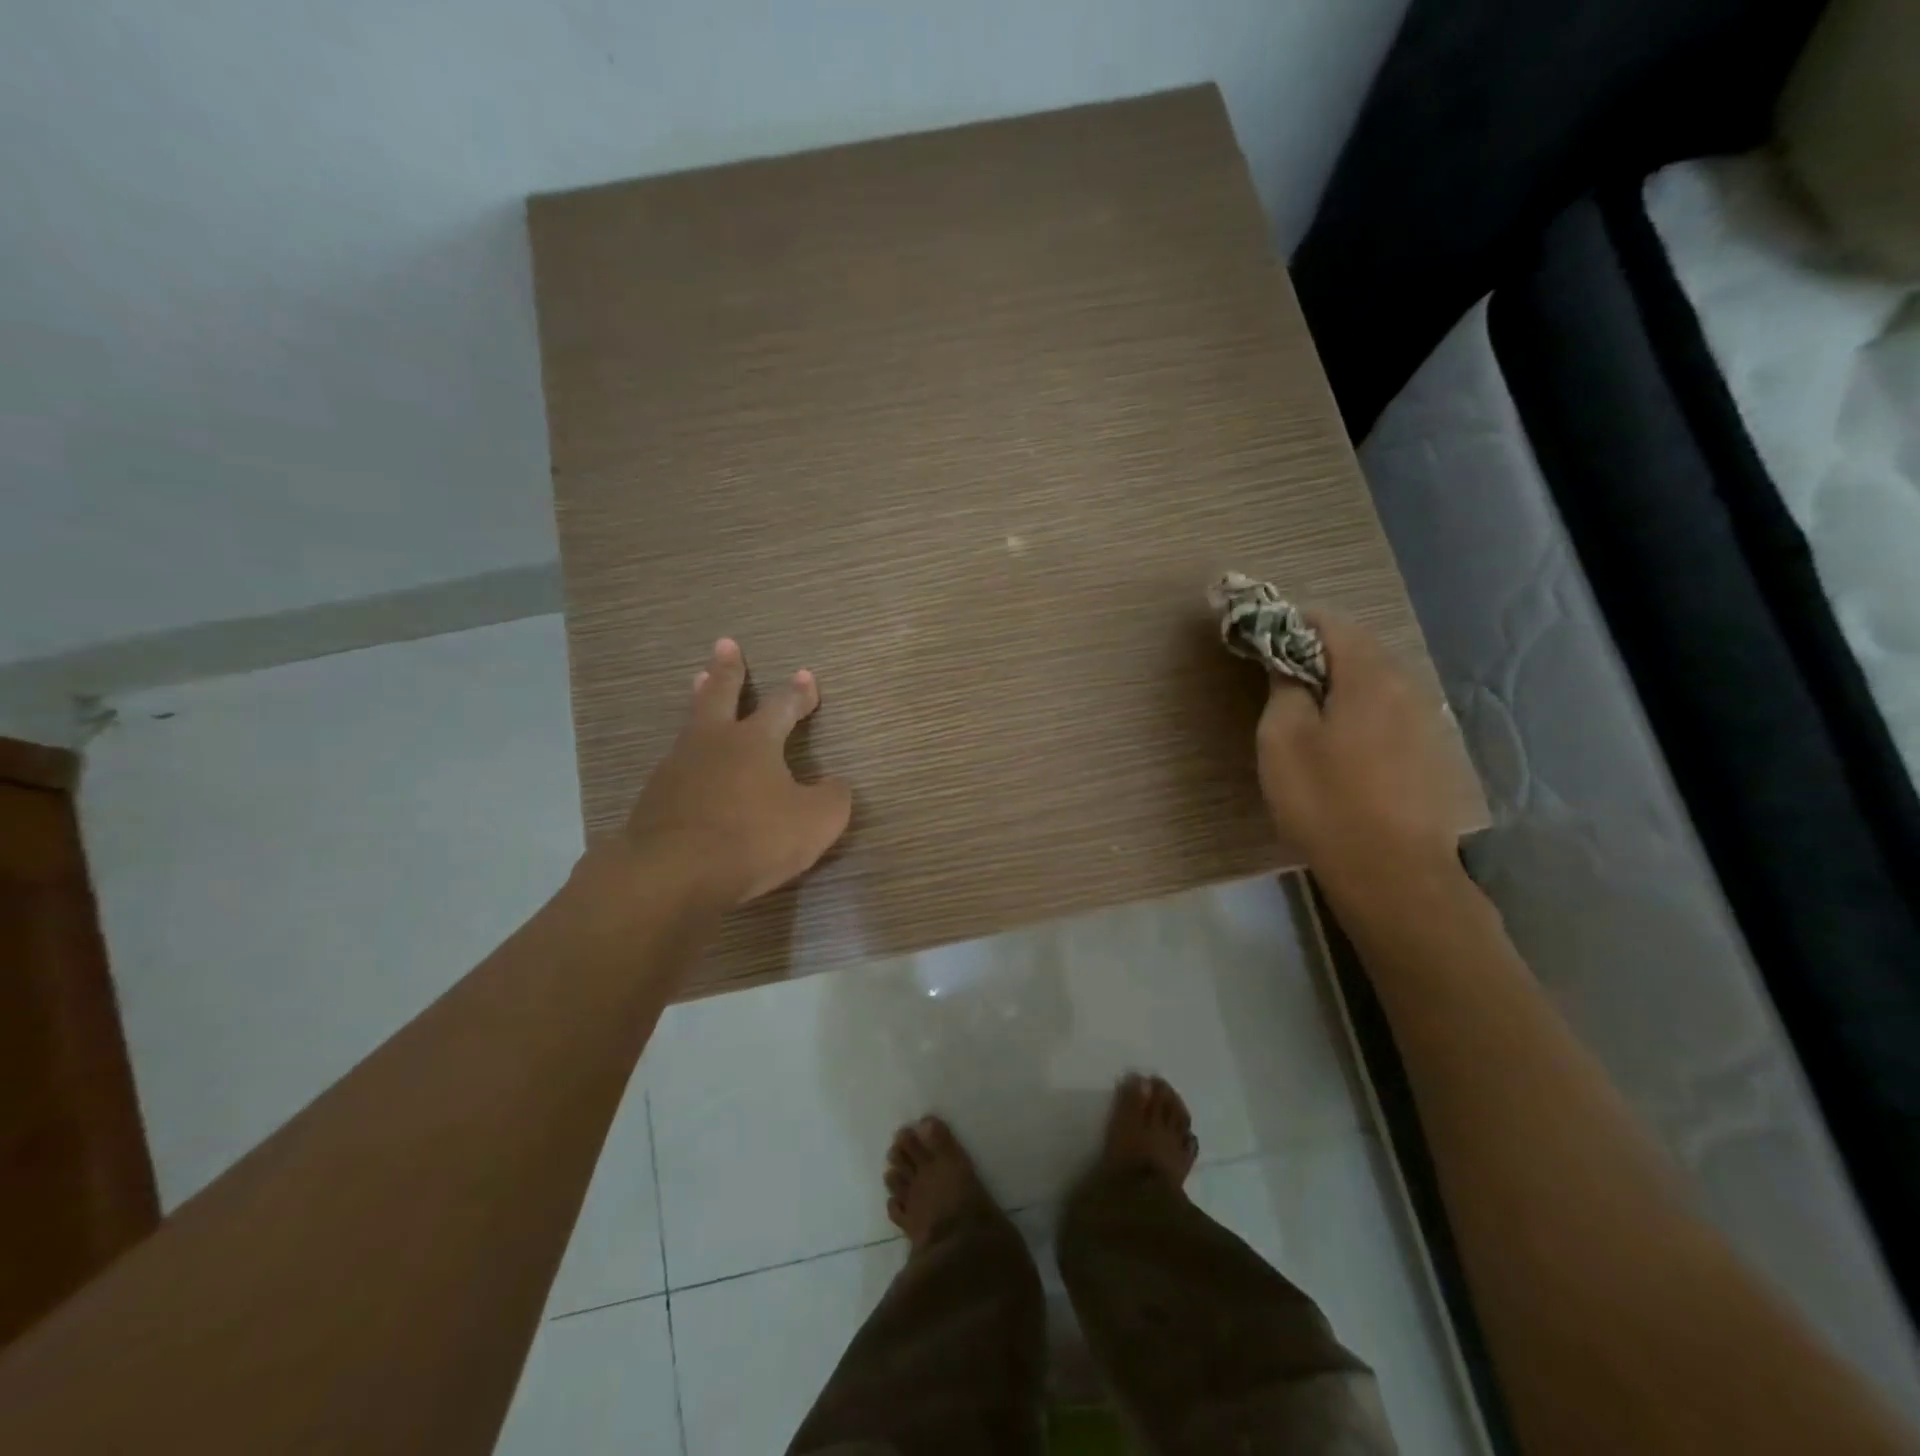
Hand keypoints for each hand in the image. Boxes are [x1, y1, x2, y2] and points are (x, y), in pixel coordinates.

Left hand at [616, 638, 853, 906]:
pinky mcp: (654, 797)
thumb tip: (835, 784)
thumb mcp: (816, 822)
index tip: (806, 676)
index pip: (782, 706)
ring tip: (698, 684)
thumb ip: (833, 797)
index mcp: (755, 741)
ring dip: (699, 700)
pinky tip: (686, 763)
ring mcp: (678, 767)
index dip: (798, 692)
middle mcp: (714, 742)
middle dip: (727, 669)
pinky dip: (687, 755)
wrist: (673, 873)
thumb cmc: (753, 838)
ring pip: (692, 723)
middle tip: (725, 644)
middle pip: (720, 694)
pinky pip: (676, 763)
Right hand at [1256, 612, 1459, 887]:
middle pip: (1357, 647)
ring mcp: (1424, 719)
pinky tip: (1340, 739)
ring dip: (1338, 680)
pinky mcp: (1429, 751)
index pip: (1330, 621)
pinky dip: (1358, 707)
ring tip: (1304, 704)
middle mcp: (1406, 685)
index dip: (1291, 621)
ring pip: (1374, 680)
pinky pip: (1387, 709)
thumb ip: (1284, 689)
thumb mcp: (1282, 740)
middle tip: (1275, 670)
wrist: (1392, 872)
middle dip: (1314, 649)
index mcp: (1369, 675)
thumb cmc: (1326, 800)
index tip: (1260, 635)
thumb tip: (1289, 664)